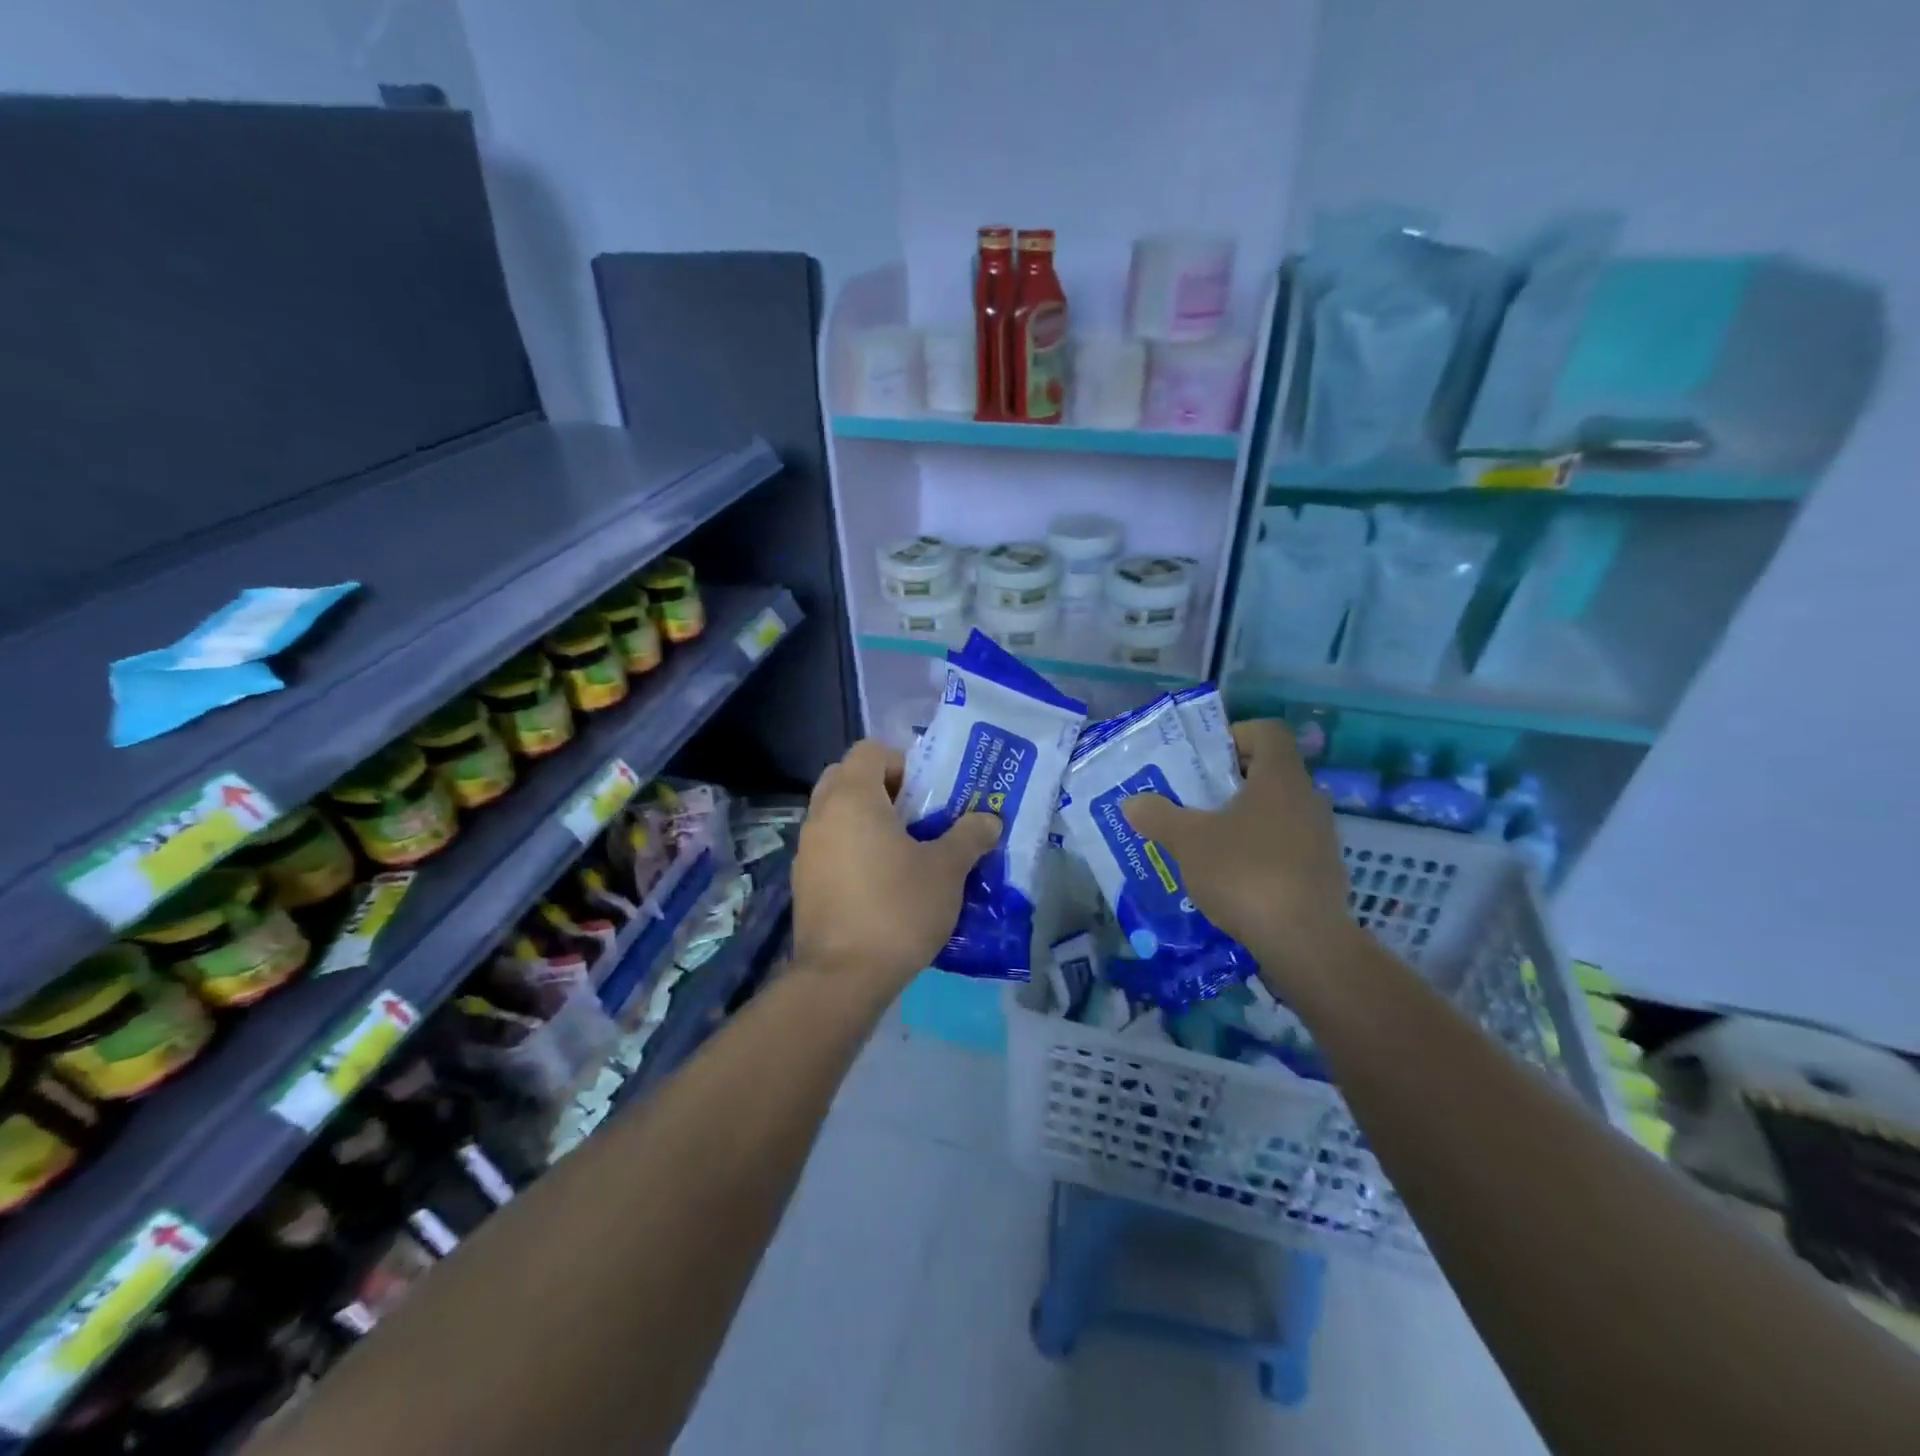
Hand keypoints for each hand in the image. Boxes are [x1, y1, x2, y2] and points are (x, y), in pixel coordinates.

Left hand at [791, 739, 999, 995]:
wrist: (842, 977)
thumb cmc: (898, 908)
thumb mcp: (947, 870)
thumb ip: (969, 836)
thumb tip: (989, 819)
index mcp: (852, 797)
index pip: (870, 751)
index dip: (902, 762)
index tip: (928, 792)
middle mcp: (821, 814)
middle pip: (847, 778)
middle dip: (882, 788)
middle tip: (916, 815)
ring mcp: (807, 849)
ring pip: (836, 815)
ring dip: (866, 821)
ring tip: (904, 850)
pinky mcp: (803, 882)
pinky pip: (829, 848)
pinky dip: (852, 850)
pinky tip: (881, 883)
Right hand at [1121, 719, 1357, 998]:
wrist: (1304, 941)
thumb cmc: (1244, 873)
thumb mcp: (1188, 841)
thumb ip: (1158, 816)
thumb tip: (1132, 802)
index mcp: (1280, 778)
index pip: (1267, 732)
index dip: (1235, 735)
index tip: (1204, 760)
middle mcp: (1308, 799)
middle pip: (1270, 773)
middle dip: (1230, 783)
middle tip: (1194, 800)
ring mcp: (1321, 838)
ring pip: (1278, 812)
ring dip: (1245, 819)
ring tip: (1207, 841)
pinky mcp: (1322, 873)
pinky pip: (1287, 846)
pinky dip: (1260, 851)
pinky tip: (1232, 878)